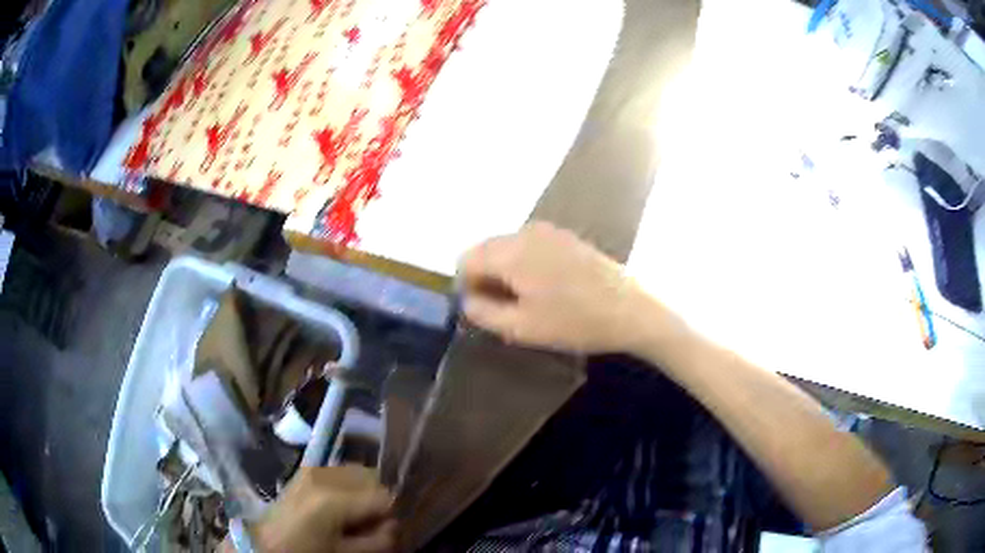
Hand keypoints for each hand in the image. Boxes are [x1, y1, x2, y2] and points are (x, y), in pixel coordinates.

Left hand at [249, 466, 394, 552]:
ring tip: (356, 514)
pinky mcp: (307, 470)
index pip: (384, 496)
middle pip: (372, 477)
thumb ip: (378, 540)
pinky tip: (342, 505)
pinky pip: (340, 472)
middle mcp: (324, 476)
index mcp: (333, 500)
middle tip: (372, 523)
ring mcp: (313, 469)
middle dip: (378, 499)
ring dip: (365, 491)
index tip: (385, 528)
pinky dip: (349, 486)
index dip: (390, 514)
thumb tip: (393, 525)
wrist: (267, 544)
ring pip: (357, 471)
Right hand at [459, 222, 663, 353]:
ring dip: (506, 272)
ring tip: (526, 302)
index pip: (466, 259)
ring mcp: (549, 231)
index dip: (466, 286)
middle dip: (486, 277)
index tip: (482, 310)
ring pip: (508, 248)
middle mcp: (525, 232)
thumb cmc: (574, 322)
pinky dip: (526, 264)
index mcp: (510, 251)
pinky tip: (546, 289)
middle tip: (503, 310)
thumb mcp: (521, 327)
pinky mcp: (566, 237)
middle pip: (486, 250)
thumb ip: (483, 312)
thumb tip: (466, 300)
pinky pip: (530, 246)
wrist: (630, 310)